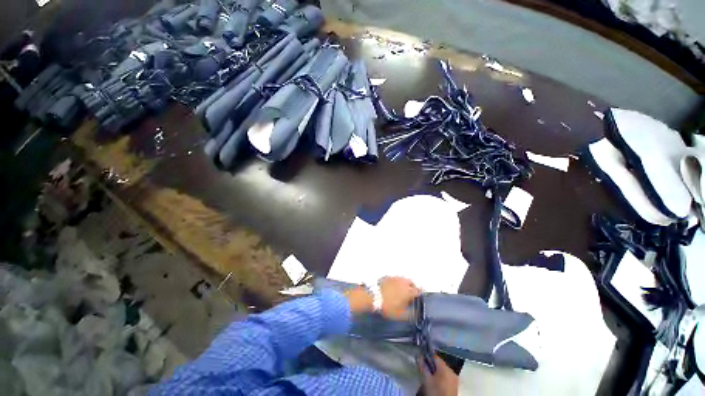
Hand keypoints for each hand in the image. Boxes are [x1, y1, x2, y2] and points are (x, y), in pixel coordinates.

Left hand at [378, 277, 420, 319]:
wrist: (373, 296)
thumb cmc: (388, 306)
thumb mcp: (400, 315)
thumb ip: (411, 314)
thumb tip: (417, 313)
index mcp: (408, 291)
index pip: (419, 291)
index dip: (420, 295)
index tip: (420, 298)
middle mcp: (403, 282)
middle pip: (412, 283)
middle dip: (413, 288)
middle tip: (411, 295)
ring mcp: (395, 278)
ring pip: (404, 280)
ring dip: (405, 284)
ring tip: (402, 291)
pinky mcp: (388, 276)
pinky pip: (396, 279)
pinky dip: (397, 283)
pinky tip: (393, 288)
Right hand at [419, 355, 458, 395]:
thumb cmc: (435, 392)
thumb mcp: (427, 380)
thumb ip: (424, 367)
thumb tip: (420, 358)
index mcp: (445, 367)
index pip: (435, 356)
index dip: (427, 357)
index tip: (421, 359)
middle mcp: (451, 370)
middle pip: (439, 363)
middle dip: (432, 365)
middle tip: (425, 369)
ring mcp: (454, 378)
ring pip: (443, 370)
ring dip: (436, 371)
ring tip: (430, 376)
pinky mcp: (455, 384)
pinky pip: (447, 376)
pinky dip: (441, 377)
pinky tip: (436, 382)